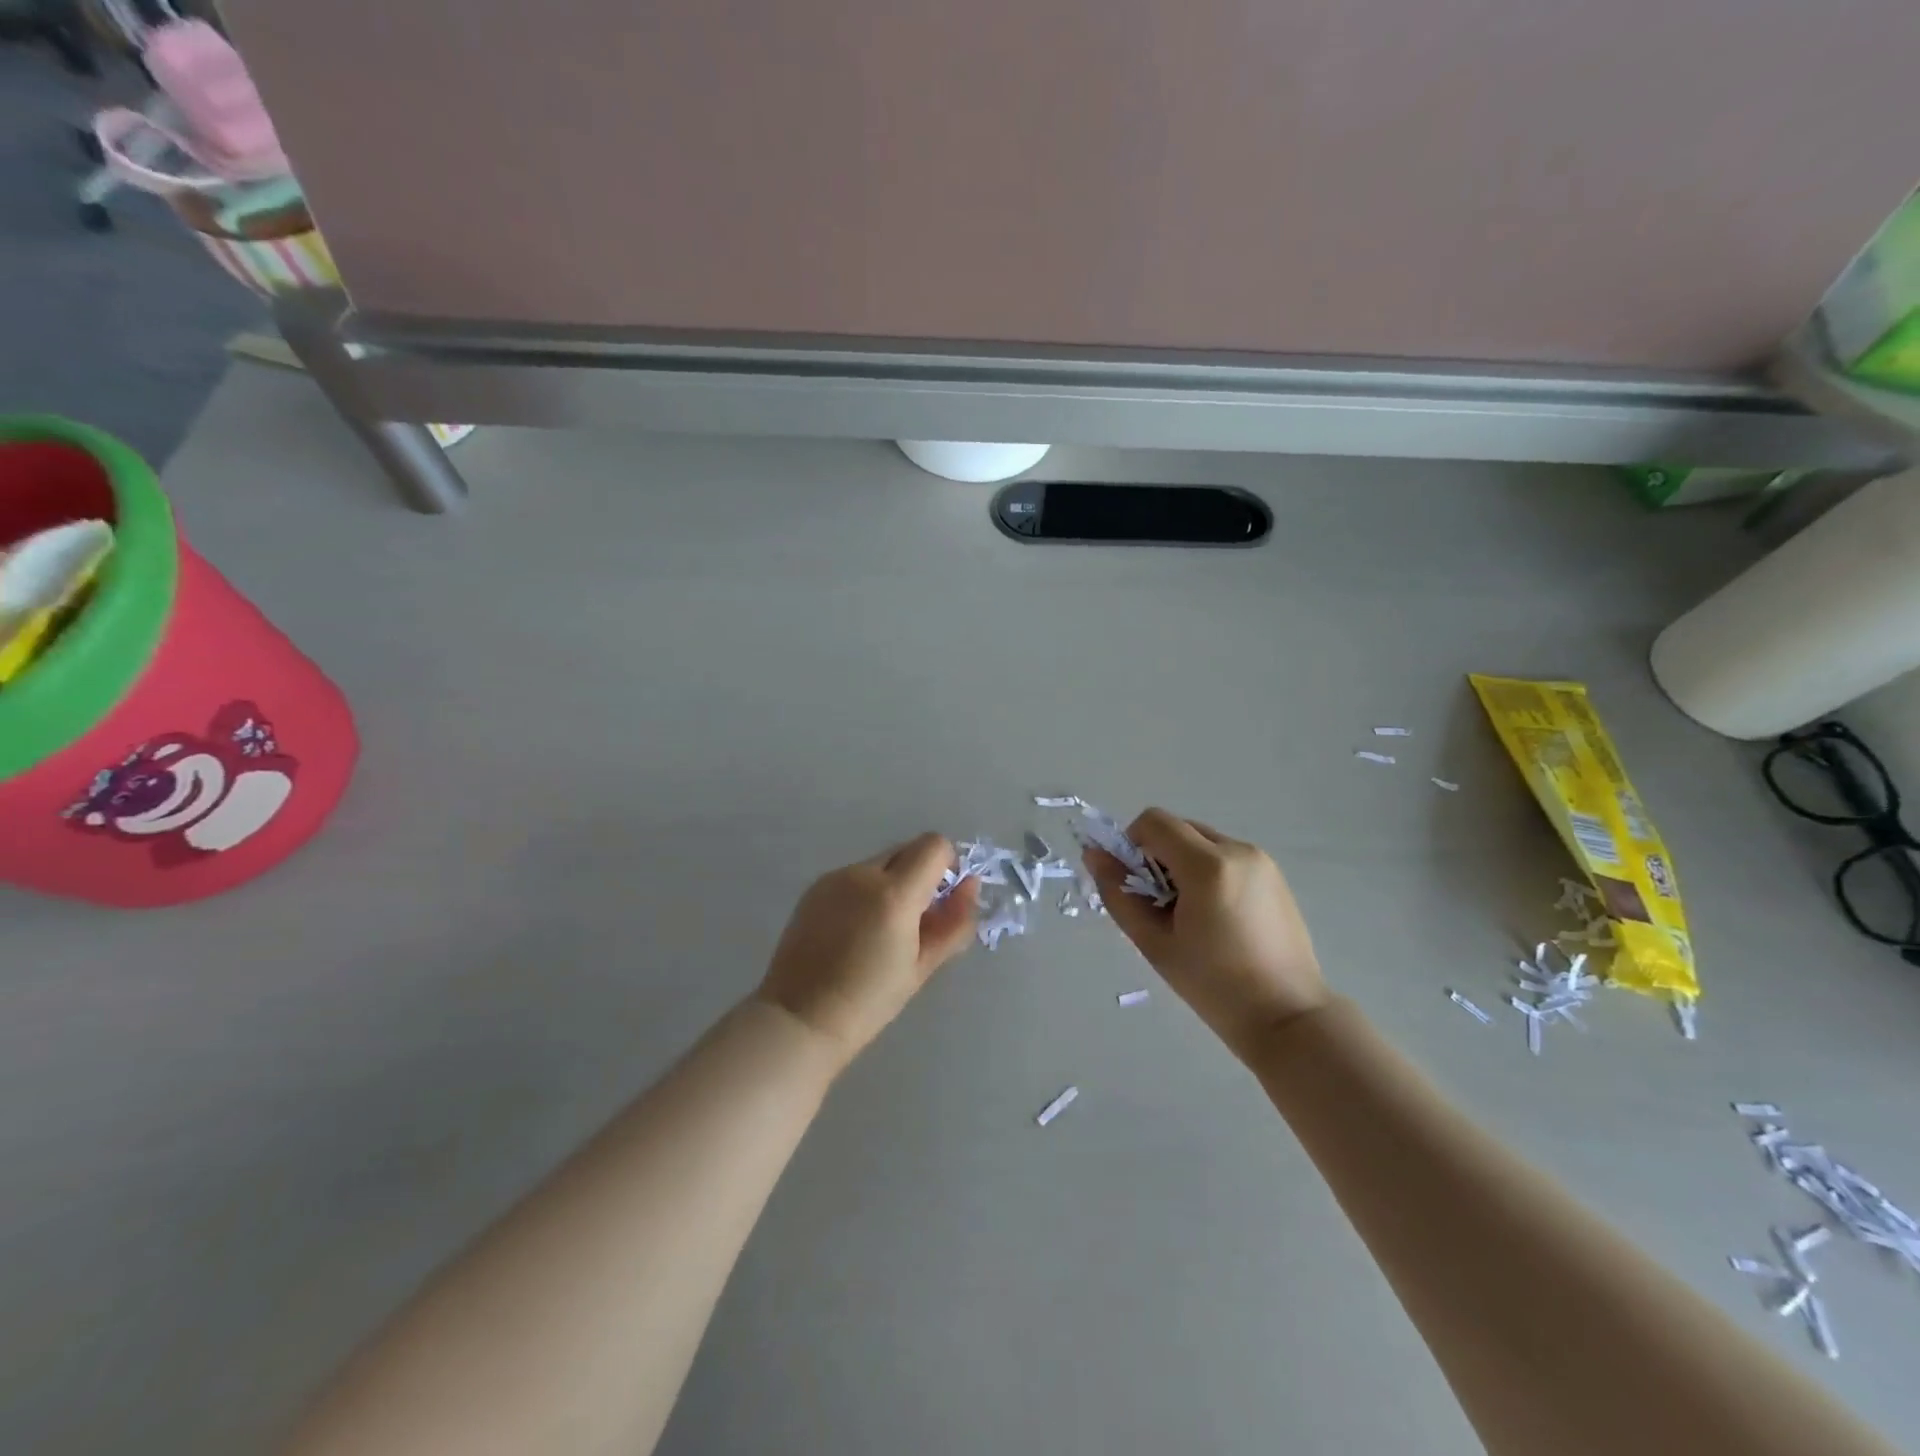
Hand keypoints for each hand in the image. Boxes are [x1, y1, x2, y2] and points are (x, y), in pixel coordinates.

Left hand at [757, 833, 978, 1069]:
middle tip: (914, 922)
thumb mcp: (923, 966)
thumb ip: (954, 921)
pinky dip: (865, 892)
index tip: (942, 901)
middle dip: (920, 875)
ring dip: (892, 884)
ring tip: (879, 932)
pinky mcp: (815, 888)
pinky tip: (853, 933)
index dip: (947, 866)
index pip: (935, 846)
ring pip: (880, 864)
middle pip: (908, 850)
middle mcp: (863, 874)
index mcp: (894, 894)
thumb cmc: (869, 1002)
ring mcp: (834, 878)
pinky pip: (854, 877)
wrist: (800, 1019)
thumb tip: (970, 885)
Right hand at [1086, 808, 1328, 1059]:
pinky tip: (1217, 918)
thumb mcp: (1154, 943)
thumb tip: (1094, 855)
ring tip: (1191, 916)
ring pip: (1202, 842)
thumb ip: (1118, 894)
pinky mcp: (1274, 875)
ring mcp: (1261, 861)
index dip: (1132, 844)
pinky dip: (1208, 873)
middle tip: (1160, 906)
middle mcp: (1238, 850)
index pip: (1154, 822)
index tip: (1136, 885)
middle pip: (1179, 829)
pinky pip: (1226, 857)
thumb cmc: (1214, 986)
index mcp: (1208, 865)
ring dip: (1183, 865)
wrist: (1288, 1017)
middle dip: (1158, 857)